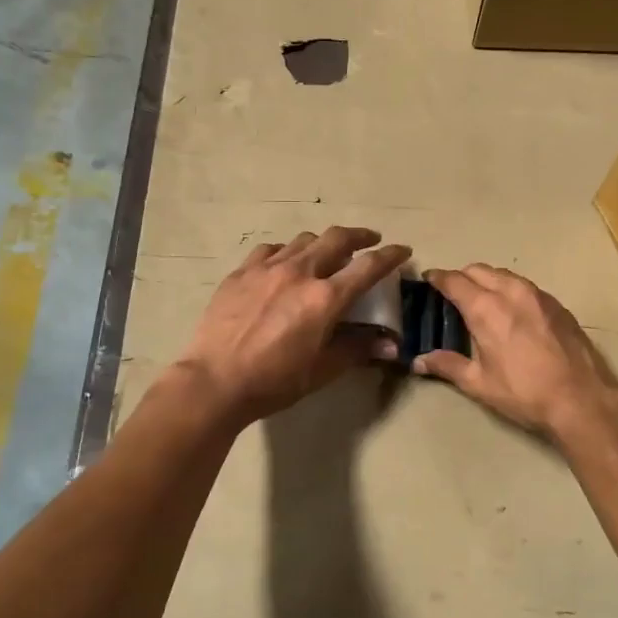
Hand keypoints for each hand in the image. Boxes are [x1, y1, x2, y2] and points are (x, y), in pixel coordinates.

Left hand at [177, 227, 411, 424]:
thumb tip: (390, 344)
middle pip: (336, 239)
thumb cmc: (274, 381)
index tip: (402, 250)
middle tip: (369, 240)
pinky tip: (284, 263)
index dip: (390, 256)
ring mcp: (267, 268)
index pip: (368, 267)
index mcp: (325, 298)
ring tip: (327, 252)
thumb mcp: (322, 370)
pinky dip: (287, 252)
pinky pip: (271, 250)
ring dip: (322, 242)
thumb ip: (357, 349)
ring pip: (303, 240)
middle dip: (359, 236)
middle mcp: (300, 273)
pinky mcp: (241, 272)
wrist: (215, 381)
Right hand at [413, 265, 617, 439]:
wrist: (582, 399)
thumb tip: (418, 361)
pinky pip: (524, 285)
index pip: (454, 281)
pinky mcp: (556, 303)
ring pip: (503, 274)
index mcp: (486, 308)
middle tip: (451, 293)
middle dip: (461, 276)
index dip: (437, 278)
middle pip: (478, 270)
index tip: (428, 279)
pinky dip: (509, 288)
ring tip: (480, 298)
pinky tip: (510, 309)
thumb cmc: (524, 392)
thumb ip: (447, 366)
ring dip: (486, 279)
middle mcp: (510, 292)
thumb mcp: (479, 383)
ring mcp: (537, 294)